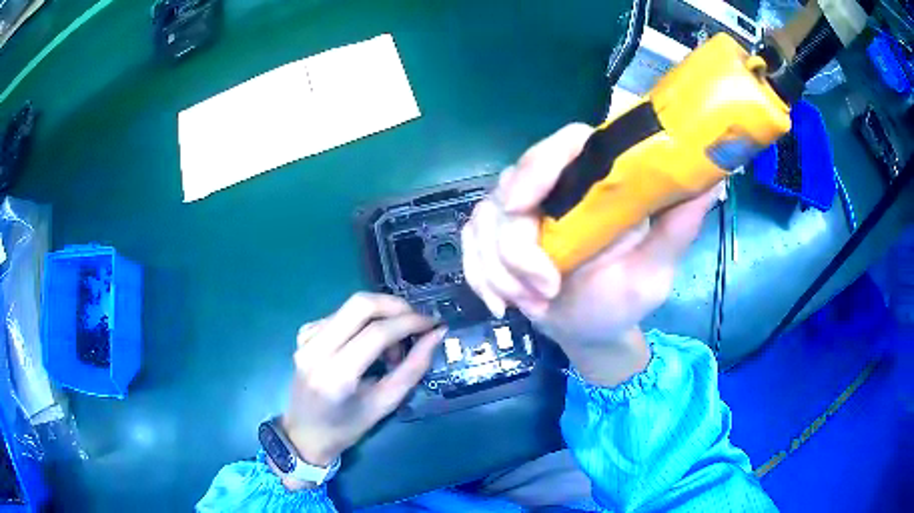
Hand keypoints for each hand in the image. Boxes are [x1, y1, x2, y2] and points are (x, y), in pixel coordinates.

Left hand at [279, 293, 444, 482]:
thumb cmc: (346, 428)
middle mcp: (315, 349)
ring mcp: (306, 338)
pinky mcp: (304, 333)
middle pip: (360, 304)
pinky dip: (363, 323)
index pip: (376, 333)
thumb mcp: (384, 404)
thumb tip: (436, 335)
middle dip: (395, 306)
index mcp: (335, 374)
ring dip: (380, 317)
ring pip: (351, 307)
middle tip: (416, 323)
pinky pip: (341, 315)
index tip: (433, 324)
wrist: (303, 433)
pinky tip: (368, 346)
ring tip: (392, 347)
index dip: (410, 323)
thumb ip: (412, 369)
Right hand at [461, 123, 719, 386]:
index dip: (544, 159)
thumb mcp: (654, 271)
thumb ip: (677, 229)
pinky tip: (502, 305)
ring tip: (533, 305)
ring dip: (500, 270)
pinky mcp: (494, 234)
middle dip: (517, 245)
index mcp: (597, 182)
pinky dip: (480, 277)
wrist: (586, 330)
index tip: (527, 204)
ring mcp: (520, 209)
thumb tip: (716, 183)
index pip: (567, 142)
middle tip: (542, 288)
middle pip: (513, 183)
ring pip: (484, 219)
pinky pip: (469, 244)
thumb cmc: (622, 301)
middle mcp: (556, 185)